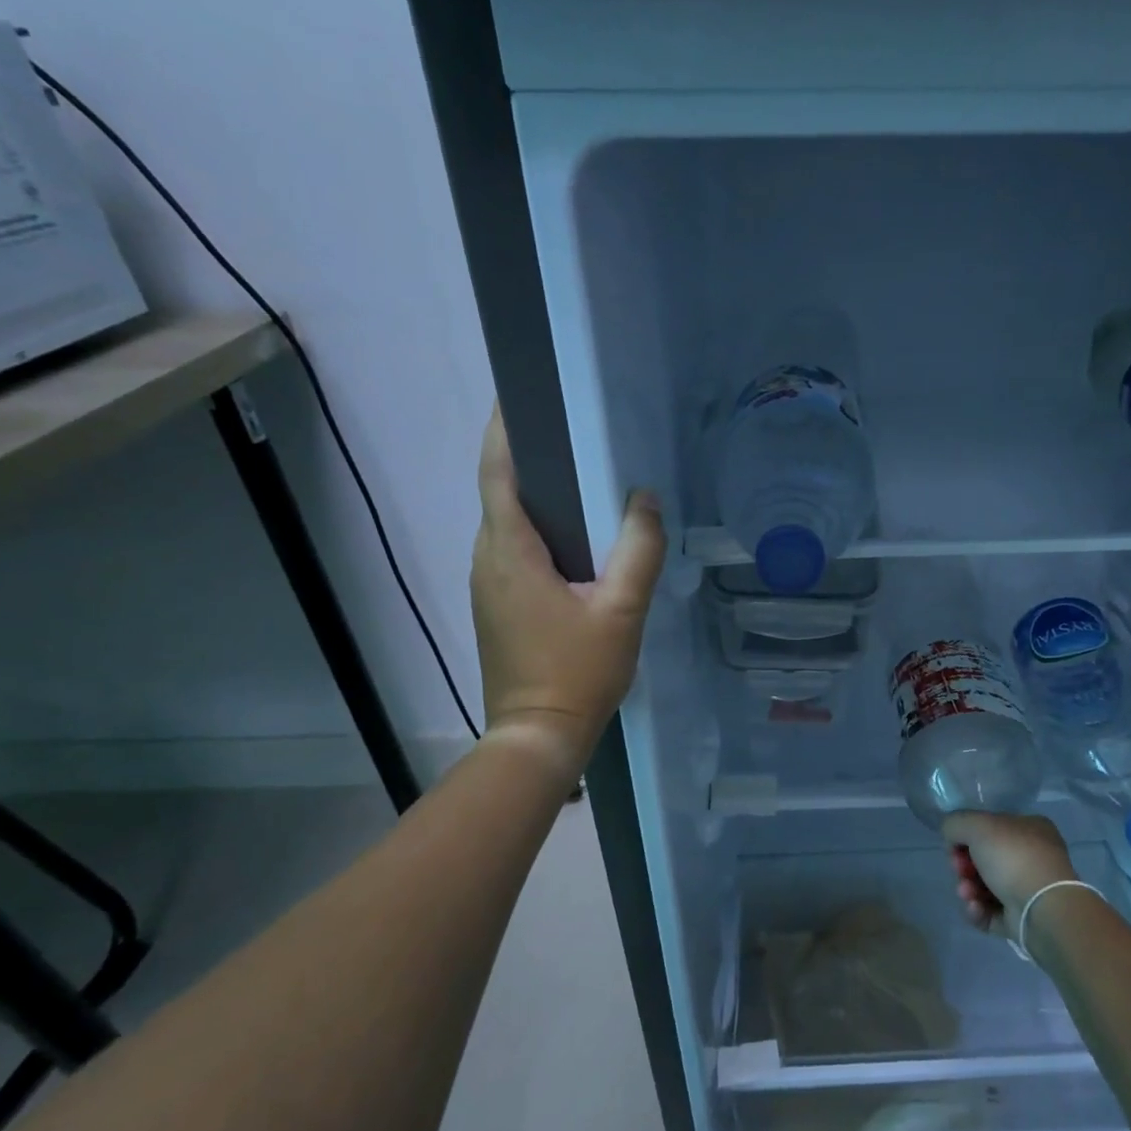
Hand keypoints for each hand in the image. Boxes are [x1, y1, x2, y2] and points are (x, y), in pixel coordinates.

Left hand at [471, 407, 665, 772]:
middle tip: (573, 433)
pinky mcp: (495, 606)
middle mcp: (486, 559)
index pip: (497, 472)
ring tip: (580, 479)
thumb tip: (644, 498)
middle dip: (527, 458)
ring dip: (534, 496)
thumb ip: (638, 549)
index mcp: (510, 551)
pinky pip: (512, 551)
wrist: (537, 736)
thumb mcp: (622, 610)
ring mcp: (486, 585)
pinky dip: (536, 531)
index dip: (503, 430)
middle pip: (500, 493)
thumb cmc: (578, 672)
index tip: (520, 394)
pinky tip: (574, 540)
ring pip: (506, 524)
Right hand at [942, 812, 1078, 938]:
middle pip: (984, 859)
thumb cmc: (1013, 857)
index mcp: (1030, 828)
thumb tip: (951, 836)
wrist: (1043, 910)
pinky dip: (977, 910)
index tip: (954, 845)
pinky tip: (974, 907)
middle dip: (964, 866)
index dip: (967, 835)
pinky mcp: (1021, 919)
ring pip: (984, 886)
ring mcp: (1028, 890)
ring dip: (967, 888)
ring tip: (966, 893)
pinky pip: (990, 912)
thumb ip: (956, 823)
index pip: (991, 828)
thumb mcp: (977, 824)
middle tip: (959, 870)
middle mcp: (1032, 857)